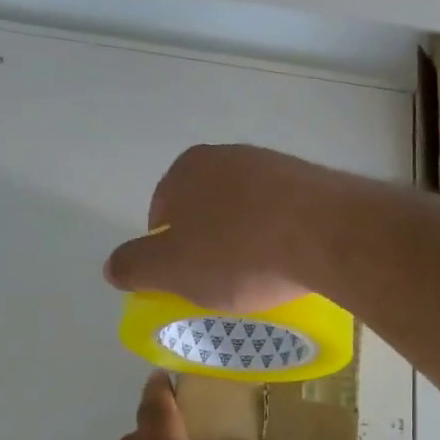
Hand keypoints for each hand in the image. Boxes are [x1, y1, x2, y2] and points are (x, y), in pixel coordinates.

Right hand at [104, 145, 348, 312]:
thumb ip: (135, 266)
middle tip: (220, 283)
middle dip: (209, 244)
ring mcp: (274, 165)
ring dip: (245, 241)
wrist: (327, 233)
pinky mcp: (312, 181)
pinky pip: (283, 215)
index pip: (162, 212)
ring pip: (246, 211)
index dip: (169, 252)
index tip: (187, 282)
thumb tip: (112, 266)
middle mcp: (229, 156)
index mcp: (187, 168)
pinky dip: (279, 237)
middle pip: (206, 209)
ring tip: (259, 278)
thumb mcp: (172, 269)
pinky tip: (290, 263)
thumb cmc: (239, 252)